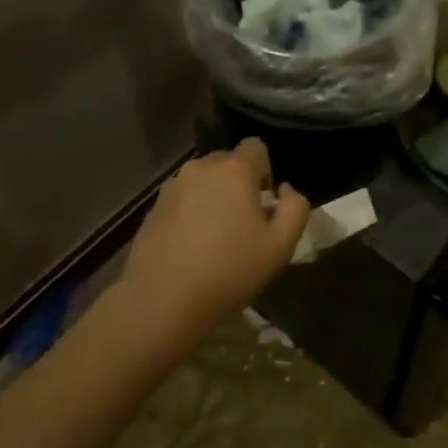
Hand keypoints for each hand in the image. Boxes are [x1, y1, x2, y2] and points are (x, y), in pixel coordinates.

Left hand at [119, 139, 309, 347]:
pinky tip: (191, 248)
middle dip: (238, 184)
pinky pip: (181, 200)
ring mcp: (172, 187)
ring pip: (202, 181)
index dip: (265, 171)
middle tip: (243, 223)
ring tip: (215, 237)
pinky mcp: (152, 209)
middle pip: (227, 162)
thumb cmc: (229, 270)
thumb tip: (286, 189)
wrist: (163, 300)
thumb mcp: (280, 246)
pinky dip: (190, 214)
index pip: (256, 147)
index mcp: (234, 170)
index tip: (264, 204)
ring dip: (213, 198)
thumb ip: (295, 208)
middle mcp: (200, 168)